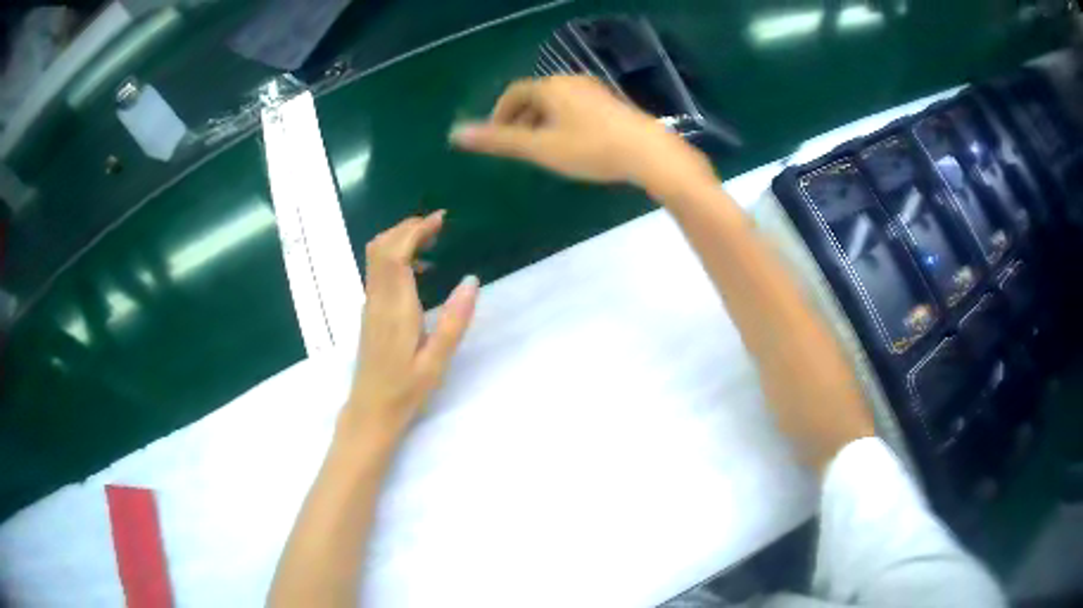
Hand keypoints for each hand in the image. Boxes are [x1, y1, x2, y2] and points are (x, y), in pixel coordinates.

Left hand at [342, 212, 478, 440]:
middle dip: (407, 228)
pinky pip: (378, 271)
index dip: (414, 230)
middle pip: (382, 247)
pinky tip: (420, 271)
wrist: (370, 410)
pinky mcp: (370, 311)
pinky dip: (396, 256)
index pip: (396, 254)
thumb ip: (454, 320)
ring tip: (432, 240)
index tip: (440, 220)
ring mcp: (370, 305)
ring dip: (400, 239)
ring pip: (376, 257)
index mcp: (396, 308)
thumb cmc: (405, 390)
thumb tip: (472, 280)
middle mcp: (378, 299)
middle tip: (438, 225)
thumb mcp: (437, 361)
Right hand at [450, 76, 714, 197]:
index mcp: (550, 87)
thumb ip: (499, 141)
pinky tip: (572, 145)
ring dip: (542, 123)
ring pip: (557, 103)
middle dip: (521, 119)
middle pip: (535, 96)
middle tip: (518, 147)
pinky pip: (576, 108)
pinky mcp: (611, 103)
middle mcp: (570, 81)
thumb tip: (456, 134)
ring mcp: (594, 91)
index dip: (500, 114)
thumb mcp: (540, 148)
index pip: (514, 93)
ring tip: (542, 149)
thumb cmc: (590, 149)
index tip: (496, 137)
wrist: (648, 152)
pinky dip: (563, 123)